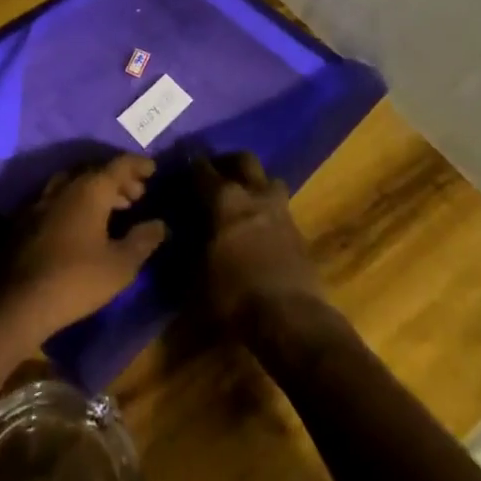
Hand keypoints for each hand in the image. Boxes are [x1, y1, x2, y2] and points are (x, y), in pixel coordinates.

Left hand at [2, 155, 167, 340]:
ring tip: (113, 208)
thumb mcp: (120, 265)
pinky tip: (81, 222)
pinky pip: (57, 198)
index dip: (138, 165)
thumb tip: (161, 224)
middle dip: (118, 179)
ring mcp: (40, 201)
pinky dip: (76, 201)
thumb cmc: (76, 280)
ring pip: (74, 183)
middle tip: (137, 193)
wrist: (18, 303)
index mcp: (89, 190)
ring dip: (96, 189)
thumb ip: (143, 240)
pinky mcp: (25, 220)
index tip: (153, 169)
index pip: (119, 165)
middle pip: (95, 171)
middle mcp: (64, 187)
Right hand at [194, 152, 323, 334]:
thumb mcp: (197, 276)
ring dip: (256, 183)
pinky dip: (268, 210)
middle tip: (217, 173)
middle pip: (245, 160)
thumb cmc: (235, 295)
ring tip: (244, 197)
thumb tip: (182, 236)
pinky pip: (281, 208)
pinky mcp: (299, 232)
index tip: (185, 164)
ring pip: (270, 180)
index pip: (203, 170)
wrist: (291, 319)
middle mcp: (255, 196)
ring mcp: (281, 212)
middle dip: (229, 162)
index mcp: (225, 200)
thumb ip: (191, 247)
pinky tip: (260, 227)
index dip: (192, 165)